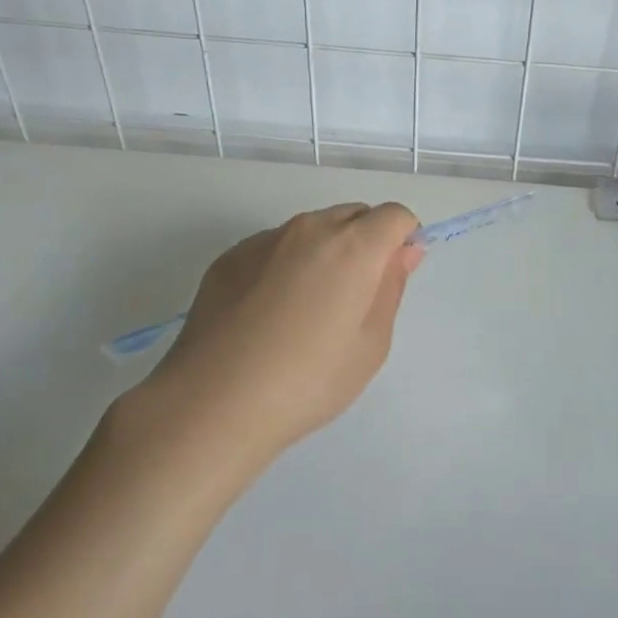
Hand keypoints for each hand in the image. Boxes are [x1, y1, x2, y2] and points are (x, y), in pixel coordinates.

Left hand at [137, 202, 423, 449]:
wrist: (213, 402)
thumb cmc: (308, 380)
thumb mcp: (371, 343)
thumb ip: (391, 287)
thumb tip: (404, 250)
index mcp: (353, 246)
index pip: (394, 215)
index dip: (403, 240)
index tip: (392, 277)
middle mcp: (309, 229)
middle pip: (353, 215)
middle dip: (366, 241)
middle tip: (354, 298)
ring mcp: (264, 240)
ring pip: (312, 230)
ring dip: (324, 252)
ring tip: (307, 310)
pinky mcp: (229, 257)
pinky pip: (274, 247)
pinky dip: (285, 265)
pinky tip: (269, 313)